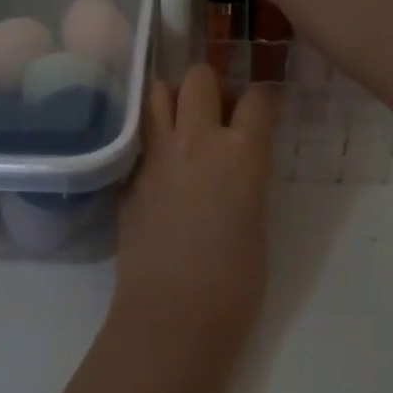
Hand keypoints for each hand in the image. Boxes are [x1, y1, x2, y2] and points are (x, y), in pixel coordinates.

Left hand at [113, 65, 277, 346]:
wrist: (173, 315)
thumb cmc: (234, 282)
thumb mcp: (257, 220)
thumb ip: (247, 178)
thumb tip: (238, 164)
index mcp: (242, 153)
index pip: (258, 97)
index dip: (263, 100)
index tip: (262, 111)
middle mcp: (197, 140)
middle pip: (200, 77)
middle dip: (212, 86)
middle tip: (217, 114)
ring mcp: (156, 156)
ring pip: (158, 92)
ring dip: (174, 100)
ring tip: (183, 125)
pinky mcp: (129, 177)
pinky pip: (141, 137)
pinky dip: (152, 138)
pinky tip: (160, 165)